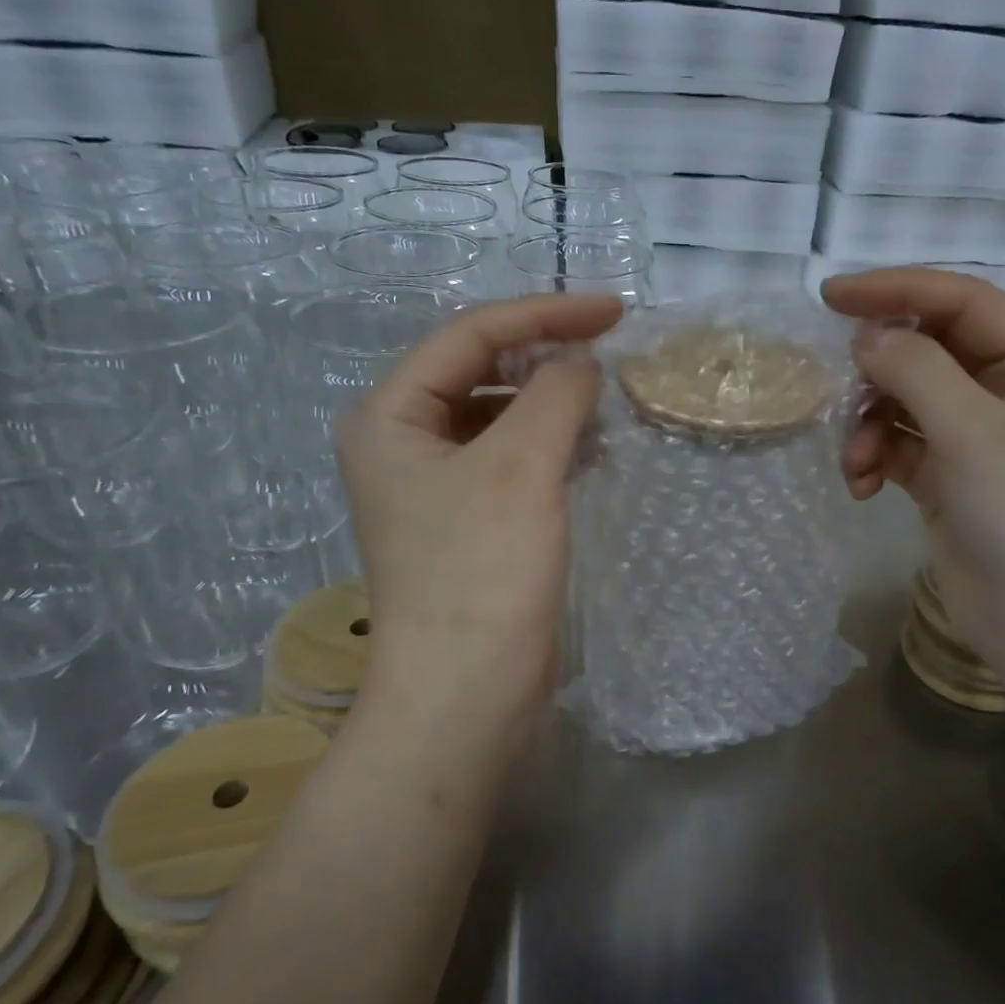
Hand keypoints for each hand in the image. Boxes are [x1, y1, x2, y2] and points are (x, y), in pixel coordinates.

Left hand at [336, 294, 621, 748]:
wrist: (466, 693)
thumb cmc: (482, 572)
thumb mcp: (522, 466)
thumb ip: (557, 393)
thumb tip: (583, 359)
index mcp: (390, 415)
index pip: (470, 335)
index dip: (545, 314)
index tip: (614, 311)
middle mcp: (402, 442)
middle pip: (479, 371)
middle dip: (546, 358)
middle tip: (610, 355)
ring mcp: (433, 485)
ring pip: (498, 416)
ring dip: (551, 403)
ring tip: (605, 406)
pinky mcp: (466, 521)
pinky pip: (509, 459)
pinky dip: (549, 445)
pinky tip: (587, 452)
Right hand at [822, 268, 1004, 671]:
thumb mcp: (972, 431)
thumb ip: (916, 370)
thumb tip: (866, 335)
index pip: (963, 302)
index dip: (897, 289)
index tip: (831, 296)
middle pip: (930, 350)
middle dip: (880, 370)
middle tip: (839, 381)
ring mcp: (976, 437)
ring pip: (905, 401)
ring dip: (871, 424)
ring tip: (856, 461)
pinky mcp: (947, 478)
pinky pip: (899, 446)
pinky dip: (874, 458)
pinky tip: (862, 486)